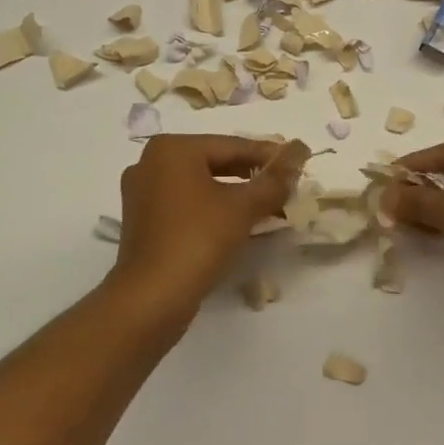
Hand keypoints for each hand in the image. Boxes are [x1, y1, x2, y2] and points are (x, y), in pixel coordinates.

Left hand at [108, 135, 310, 316]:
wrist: (151, 299)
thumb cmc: (198, 240)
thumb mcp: (243, 207)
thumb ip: (275, 178)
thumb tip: (301, 150)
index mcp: (172, 149)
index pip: (233, 145)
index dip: (270, 155)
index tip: (299, 162)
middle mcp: (151, 163)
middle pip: (215, 162)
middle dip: (252, 175)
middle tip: (286, 185)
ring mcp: (142, 193)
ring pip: (201, 184)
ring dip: (235, 193)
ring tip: (269, 205)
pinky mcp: (143, 221)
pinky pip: (186, 203)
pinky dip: (213, 207)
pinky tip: (238, 222)